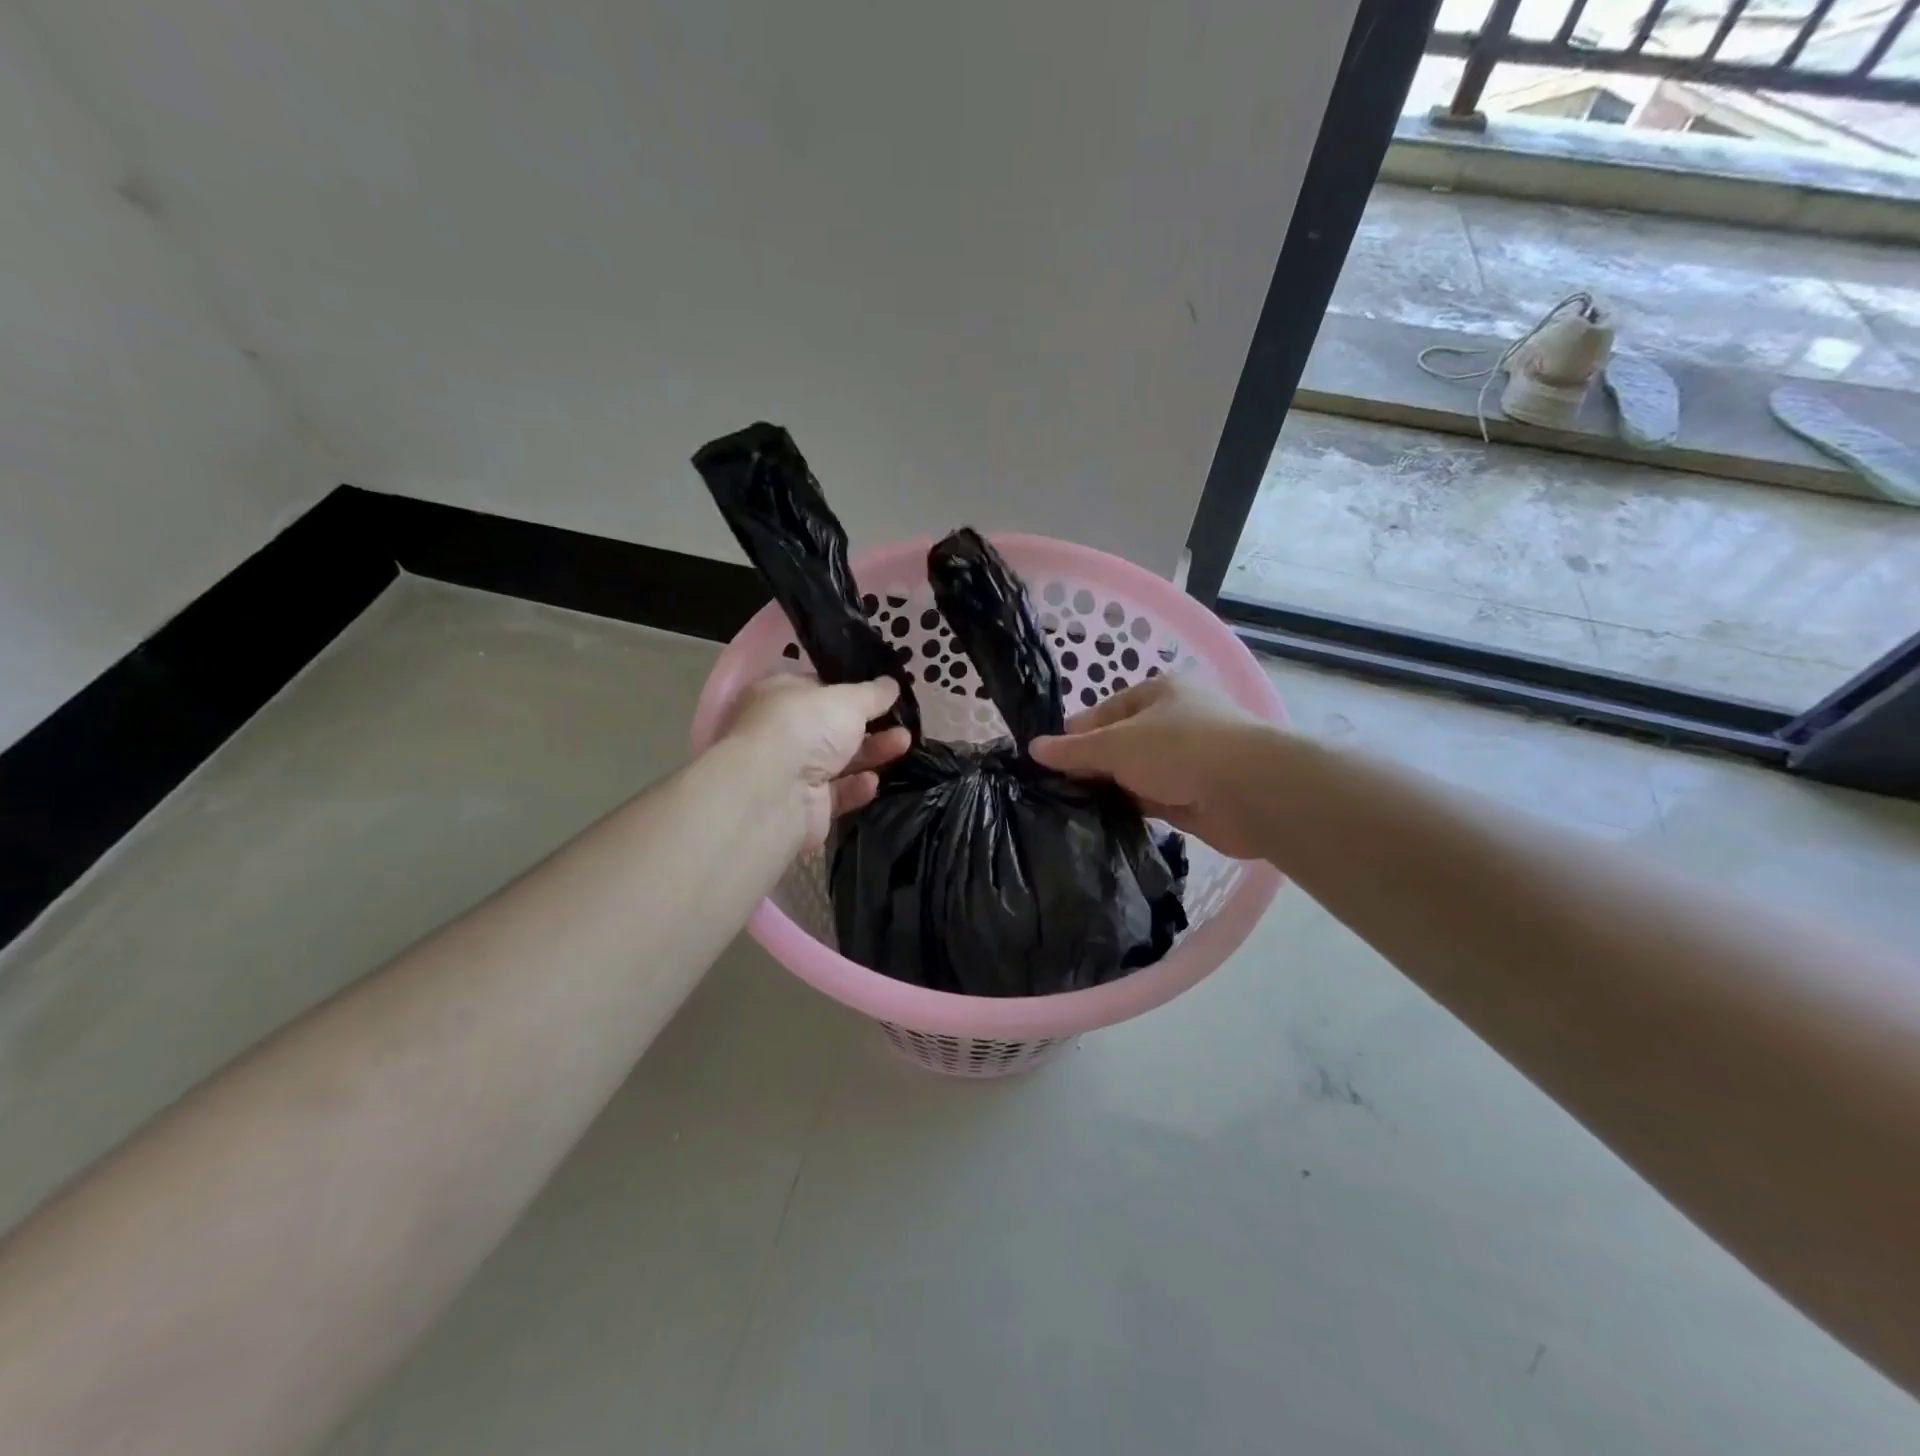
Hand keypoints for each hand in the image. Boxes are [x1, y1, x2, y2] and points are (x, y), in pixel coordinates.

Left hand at [723, 675, 912, 848]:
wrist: (774, 793)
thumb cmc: (804, 727)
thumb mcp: (847, 699)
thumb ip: (873, 693)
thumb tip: (891, 684)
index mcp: (779, 696)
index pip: (818, 688)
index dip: (851, 690)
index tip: (884, 693)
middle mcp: (783, 733)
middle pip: (833, 728)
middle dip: (870, 725)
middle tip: (903, 723)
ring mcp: (792, 772)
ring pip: (840, 761)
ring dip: (872, 752)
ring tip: (904, 744)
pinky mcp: (805, 807)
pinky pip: (837, 793)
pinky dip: (856, 787)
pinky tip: (873, 781)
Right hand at [1030, 674, 1272, 857]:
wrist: (1249, 791)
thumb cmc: (1179, 748)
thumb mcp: (1116, 744)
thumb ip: (1074, 749)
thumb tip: (1034, 749)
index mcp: (1159, 693)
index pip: (1105, 710)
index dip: (1075, 734)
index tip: (1047, 760)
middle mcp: (1175, 722)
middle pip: (1121, 743)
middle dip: (1092, 764)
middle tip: (1055, 789)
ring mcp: (1187, 761)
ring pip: (1136, 774)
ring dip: (1112, 789)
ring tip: (1071, 809)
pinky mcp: (1195, 797)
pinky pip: (1152, 801)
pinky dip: (1131, 809)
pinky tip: (1103, 823)